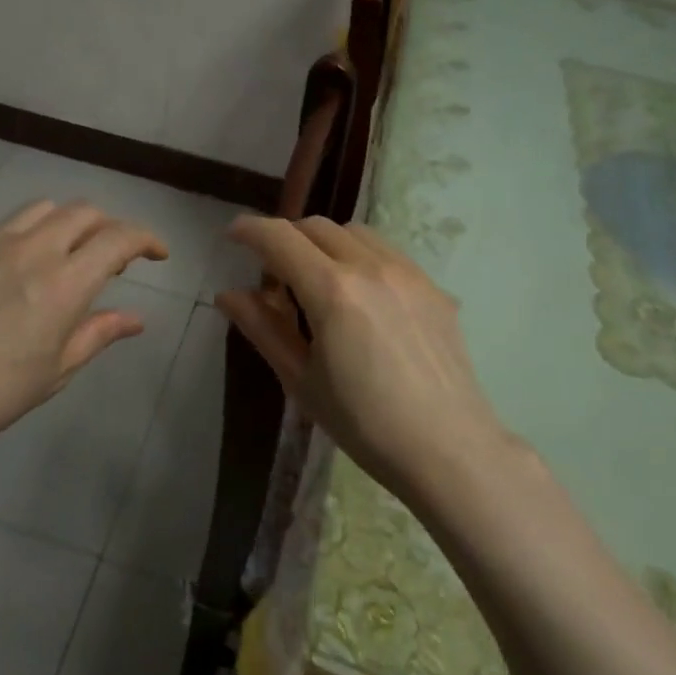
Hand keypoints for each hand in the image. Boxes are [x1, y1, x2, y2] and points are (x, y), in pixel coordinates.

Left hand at [0, 200, 168, 468]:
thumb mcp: (54, 371)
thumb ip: (98, 334)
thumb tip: (137, 319)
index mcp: (63, 283)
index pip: (119, 239)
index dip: (146, 239)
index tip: (158, 253)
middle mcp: (31, 249)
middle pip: (84, 212)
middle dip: (109, 226)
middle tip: (114, 254)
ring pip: (43, 209)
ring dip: (68, 222)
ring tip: (66, 251)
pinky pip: (4, 224)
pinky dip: (27, 232)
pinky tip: (17, 264)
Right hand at [216, 216, 510, 503]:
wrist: (448, 448)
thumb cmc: (364, 424)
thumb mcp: (301, 380)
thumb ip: (262, 329)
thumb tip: (227, 294)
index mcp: (332, 290)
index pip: (280, 238)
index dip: (250, 230)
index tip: (232, 235)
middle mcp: (370, 267)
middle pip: (316, 226)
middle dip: (286, 237)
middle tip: (273, 271)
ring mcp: (407, 273)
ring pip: (354, 232)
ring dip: (324, 242)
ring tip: (317, 279)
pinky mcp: (432, 286)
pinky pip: (387, 251)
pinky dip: (359, 255)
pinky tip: (360, 294)